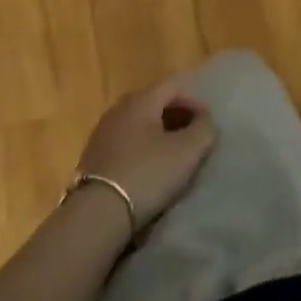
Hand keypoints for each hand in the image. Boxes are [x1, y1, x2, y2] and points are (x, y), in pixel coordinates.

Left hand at [76, 77, 215, 230]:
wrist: (98, 213)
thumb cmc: (147, 173)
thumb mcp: (187, 151)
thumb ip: (203, 129)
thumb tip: (204, 119)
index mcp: (141, 100)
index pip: (173, 86)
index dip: (194, 100)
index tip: (208, 124)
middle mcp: (119, 109)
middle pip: (153, 102)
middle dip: (176, 115)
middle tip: (192, 137)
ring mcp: (102, 132)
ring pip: (137, 123)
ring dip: (158, 133)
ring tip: (172, 155)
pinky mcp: (93, 156)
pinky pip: (124, 142)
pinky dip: (141, 148)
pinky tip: (148, 169)